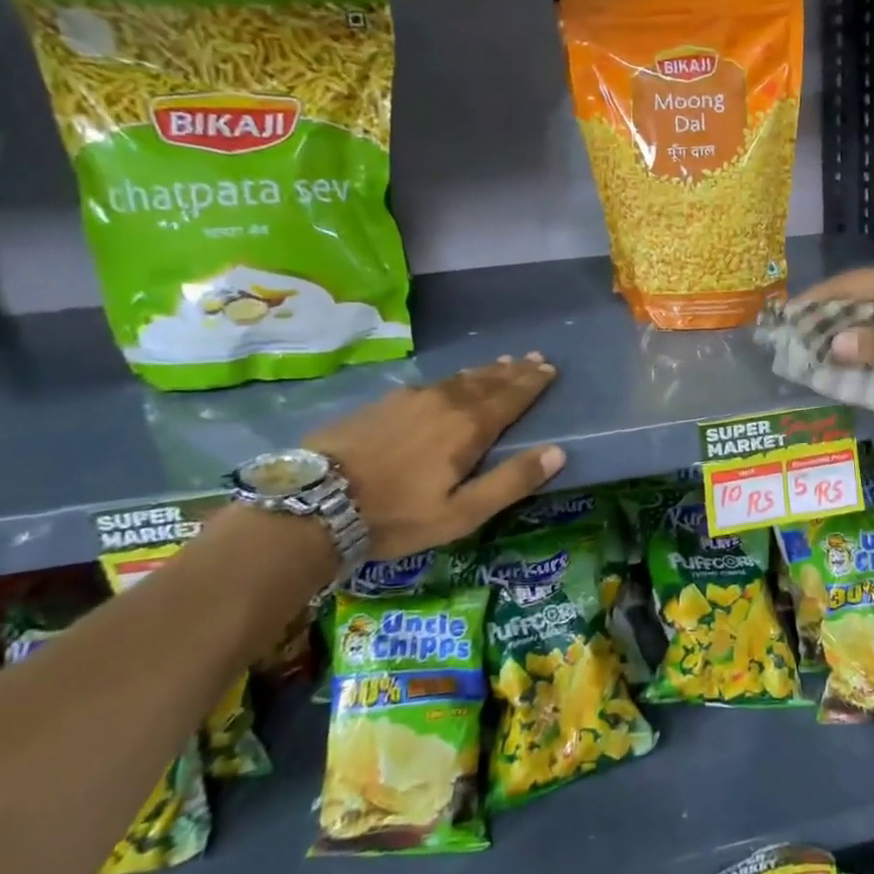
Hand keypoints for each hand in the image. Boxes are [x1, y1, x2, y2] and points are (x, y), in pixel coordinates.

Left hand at [305, 354, 565, 558]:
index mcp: (468, 427)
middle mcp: (443, 402)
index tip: (551, 369)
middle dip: (513, 371)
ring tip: (501, 364)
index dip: (532, 383)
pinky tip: (449, 383)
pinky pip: (431, 384)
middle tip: (534, 358)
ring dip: (485, 371)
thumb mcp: (462, 513)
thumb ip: (511, 481)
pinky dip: (453, 380)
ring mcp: (409, 398)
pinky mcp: (382, 403)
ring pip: (458, 379)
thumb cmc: (396, 515)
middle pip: (487, 381)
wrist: (314, 503)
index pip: (511, 397)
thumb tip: (558, 452)